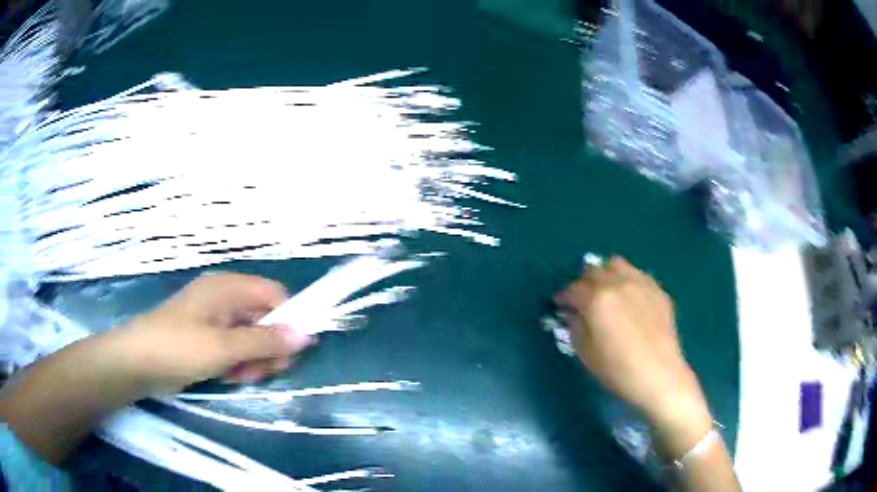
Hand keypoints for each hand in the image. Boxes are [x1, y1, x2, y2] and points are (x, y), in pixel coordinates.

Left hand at [102, 272, 315, 395]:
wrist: (135, 364)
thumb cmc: (177, 348)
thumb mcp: (223, 347)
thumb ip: (265, 342)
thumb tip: (306, 335)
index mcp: (227, 288)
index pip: (274, 295)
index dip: (289, 319)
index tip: (293, 351)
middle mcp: (224, 300)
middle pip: (264, 318)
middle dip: (268, 347)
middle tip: (263, 372)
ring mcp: (215, 321)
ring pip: (251, 338)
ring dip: (253, 360)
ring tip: (239, 377)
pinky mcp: (207, 339)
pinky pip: (235, 349)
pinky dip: (238, 364)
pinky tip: (228, 377)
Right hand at [554, 257, 709, 434]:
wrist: (658, 375)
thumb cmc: (617, 369)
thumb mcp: (585, 353)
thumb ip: (575, 327)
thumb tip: (572, 313)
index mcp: (597, 299)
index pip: (572, 289)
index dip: (563, 297)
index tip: (560, 305)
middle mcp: (618, 283)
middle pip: (593, 270)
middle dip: (583, 283)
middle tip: (582, 299)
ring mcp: (640, 283)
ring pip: (616, 264)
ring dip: (606, 274)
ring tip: (606, 291)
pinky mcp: (657, 290)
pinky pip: (637, 275)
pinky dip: (627, 280)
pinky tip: (629, 299)